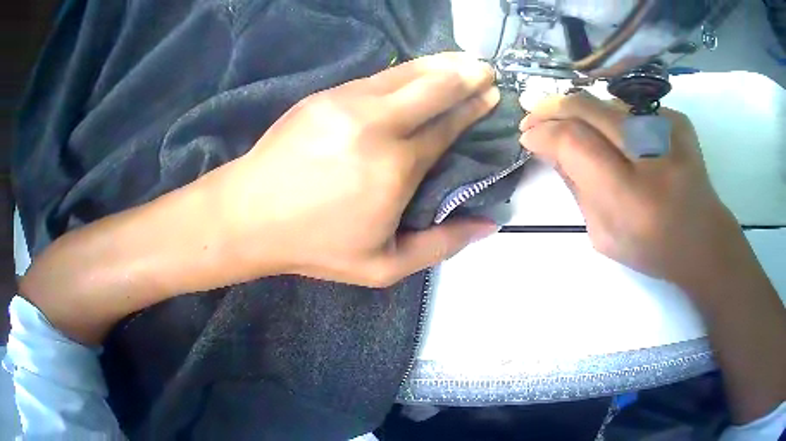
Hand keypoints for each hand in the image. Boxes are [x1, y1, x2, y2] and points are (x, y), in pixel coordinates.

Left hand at [205, 53, 499, 286]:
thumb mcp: (383, 265)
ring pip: (405, 73)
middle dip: (466, 75)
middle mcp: (377, 124)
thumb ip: (441, 244)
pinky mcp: (324, 96)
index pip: (448, 126)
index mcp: (397, 167)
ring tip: (461, 60)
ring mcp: (346, 103)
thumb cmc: (316, 245)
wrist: (248, 215)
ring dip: (438, 64)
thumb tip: (488, 224)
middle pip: (433, 87)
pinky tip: (415, 72)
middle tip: (486, 70)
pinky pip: (375, 77)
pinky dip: (404, 72)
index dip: (474, 108)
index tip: (493, 96)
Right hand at [519, 92, 785, 423]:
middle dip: (552, 107)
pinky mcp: (677, 119)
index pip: (574, 143)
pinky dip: (611, 118)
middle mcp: (652, 155)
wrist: (704, 239)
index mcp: (632, 198)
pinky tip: (611, 134)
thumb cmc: (653, 248)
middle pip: (587, 108)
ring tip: (565, 121)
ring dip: (579, 110)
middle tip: (532, 115)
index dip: (544, 133)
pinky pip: (630, 110)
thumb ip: (576, 188)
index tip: (527, 136)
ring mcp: (669, 129)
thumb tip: (550, 148)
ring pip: (606, 103)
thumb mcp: (603, 235)